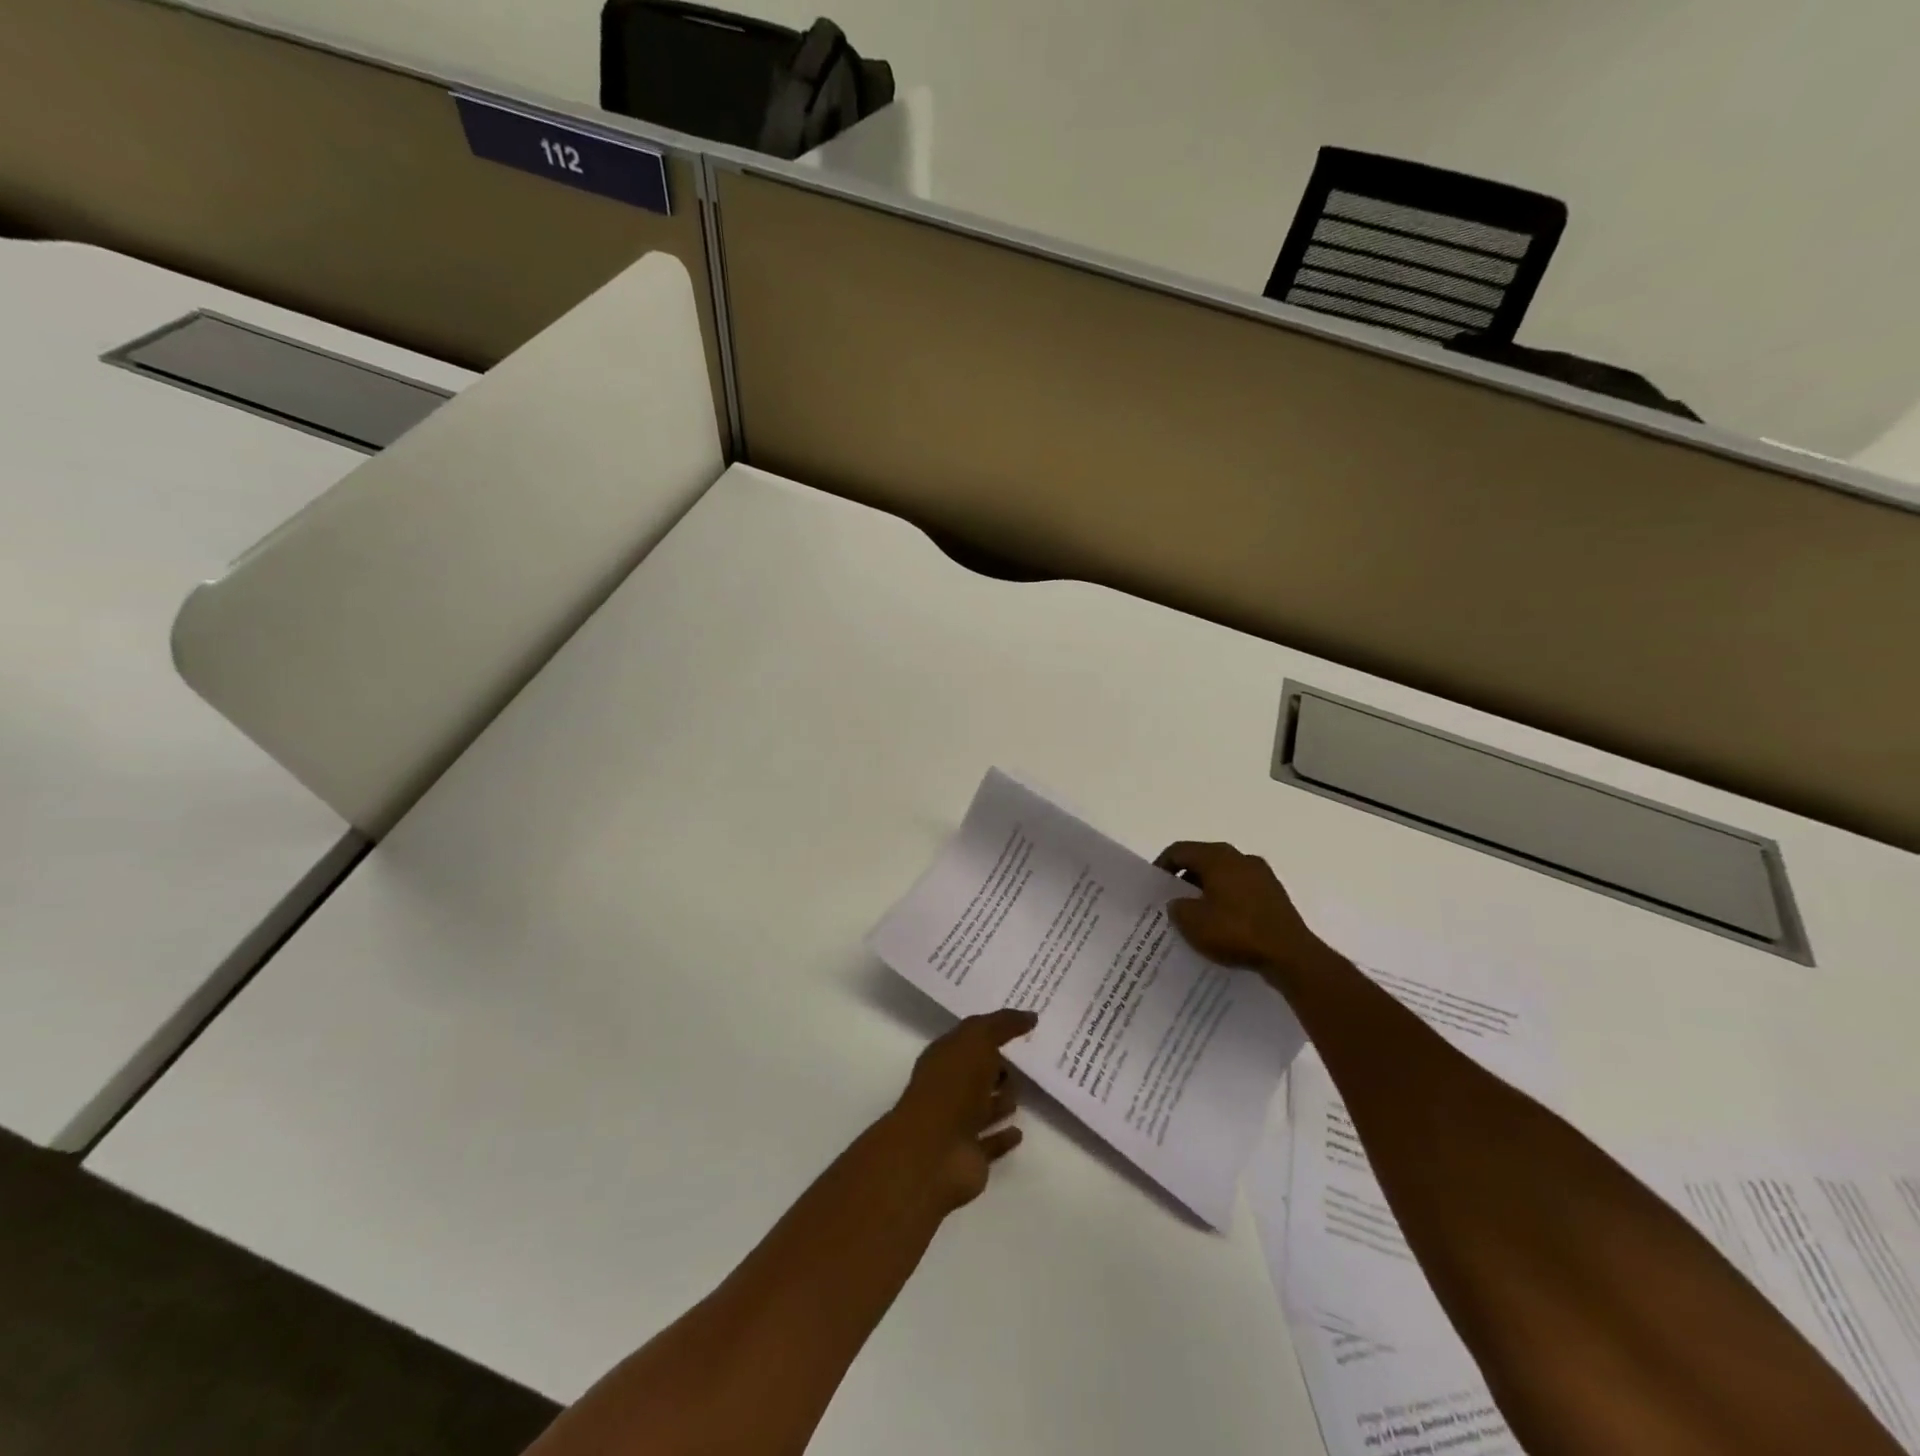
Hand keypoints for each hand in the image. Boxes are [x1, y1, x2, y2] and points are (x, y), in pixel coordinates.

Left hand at [885, 1009, 1035, 1213]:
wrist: (934, 1152)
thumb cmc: (952, 1086)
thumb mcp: (977, 1040)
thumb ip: (1003, 1024)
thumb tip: (1030, 1016)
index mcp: (945, 1056)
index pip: (971, 1037)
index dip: (993, 1029)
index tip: (1023, 1024)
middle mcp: (949, 1087)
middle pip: (978, 1072)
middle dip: (998, 1067)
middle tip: (1026, 1061)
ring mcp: (958, 1123)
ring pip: (984, 1107)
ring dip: (1001, 1101)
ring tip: (1021, 1094)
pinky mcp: (970, 1156)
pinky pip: (991, 1142)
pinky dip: (1003, 1137)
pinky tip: (1018, 1132)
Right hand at [1155, 841, 1320, 971]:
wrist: (1290, 956)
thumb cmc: (1236, 932)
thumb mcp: (1192, 922)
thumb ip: (1177, 907)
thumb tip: (1179, 903)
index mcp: (1218, 857)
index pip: (1180, 850)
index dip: (1162, 865)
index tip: (1154, 887)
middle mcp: (1241, 858)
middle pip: (1203, 860)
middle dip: (1185, 879)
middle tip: (1172, 901)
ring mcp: (1262, 875)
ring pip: (1224, 876)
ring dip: (1207, 891)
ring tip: (1196, 916)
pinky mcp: (1275, 896)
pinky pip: (1242, 891)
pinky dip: (1227, 902)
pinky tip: (1223, 925)